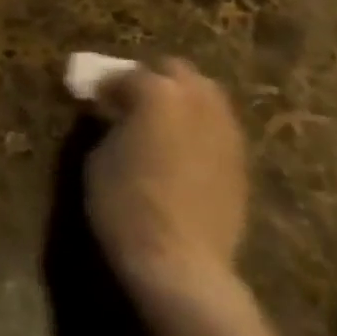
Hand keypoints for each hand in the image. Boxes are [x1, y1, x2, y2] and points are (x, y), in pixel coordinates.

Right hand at [84, 58, 248, 307]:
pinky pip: (217, 126)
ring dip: (181, 99)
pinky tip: (184, 151)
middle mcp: (196, 99)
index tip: (95, 100)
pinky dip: (199, 127)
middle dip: (153, 80)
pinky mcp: (240, 159)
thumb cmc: (127, 206)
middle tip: (133, 103)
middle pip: (175, 71)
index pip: (126, 76)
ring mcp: (224, 128)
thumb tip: (115, 117)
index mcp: (157, 92)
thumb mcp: (99, 159)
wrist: (182, 265)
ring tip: (162, 124)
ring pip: (204, 94)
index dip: (107, 86)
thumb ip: (110, 125)